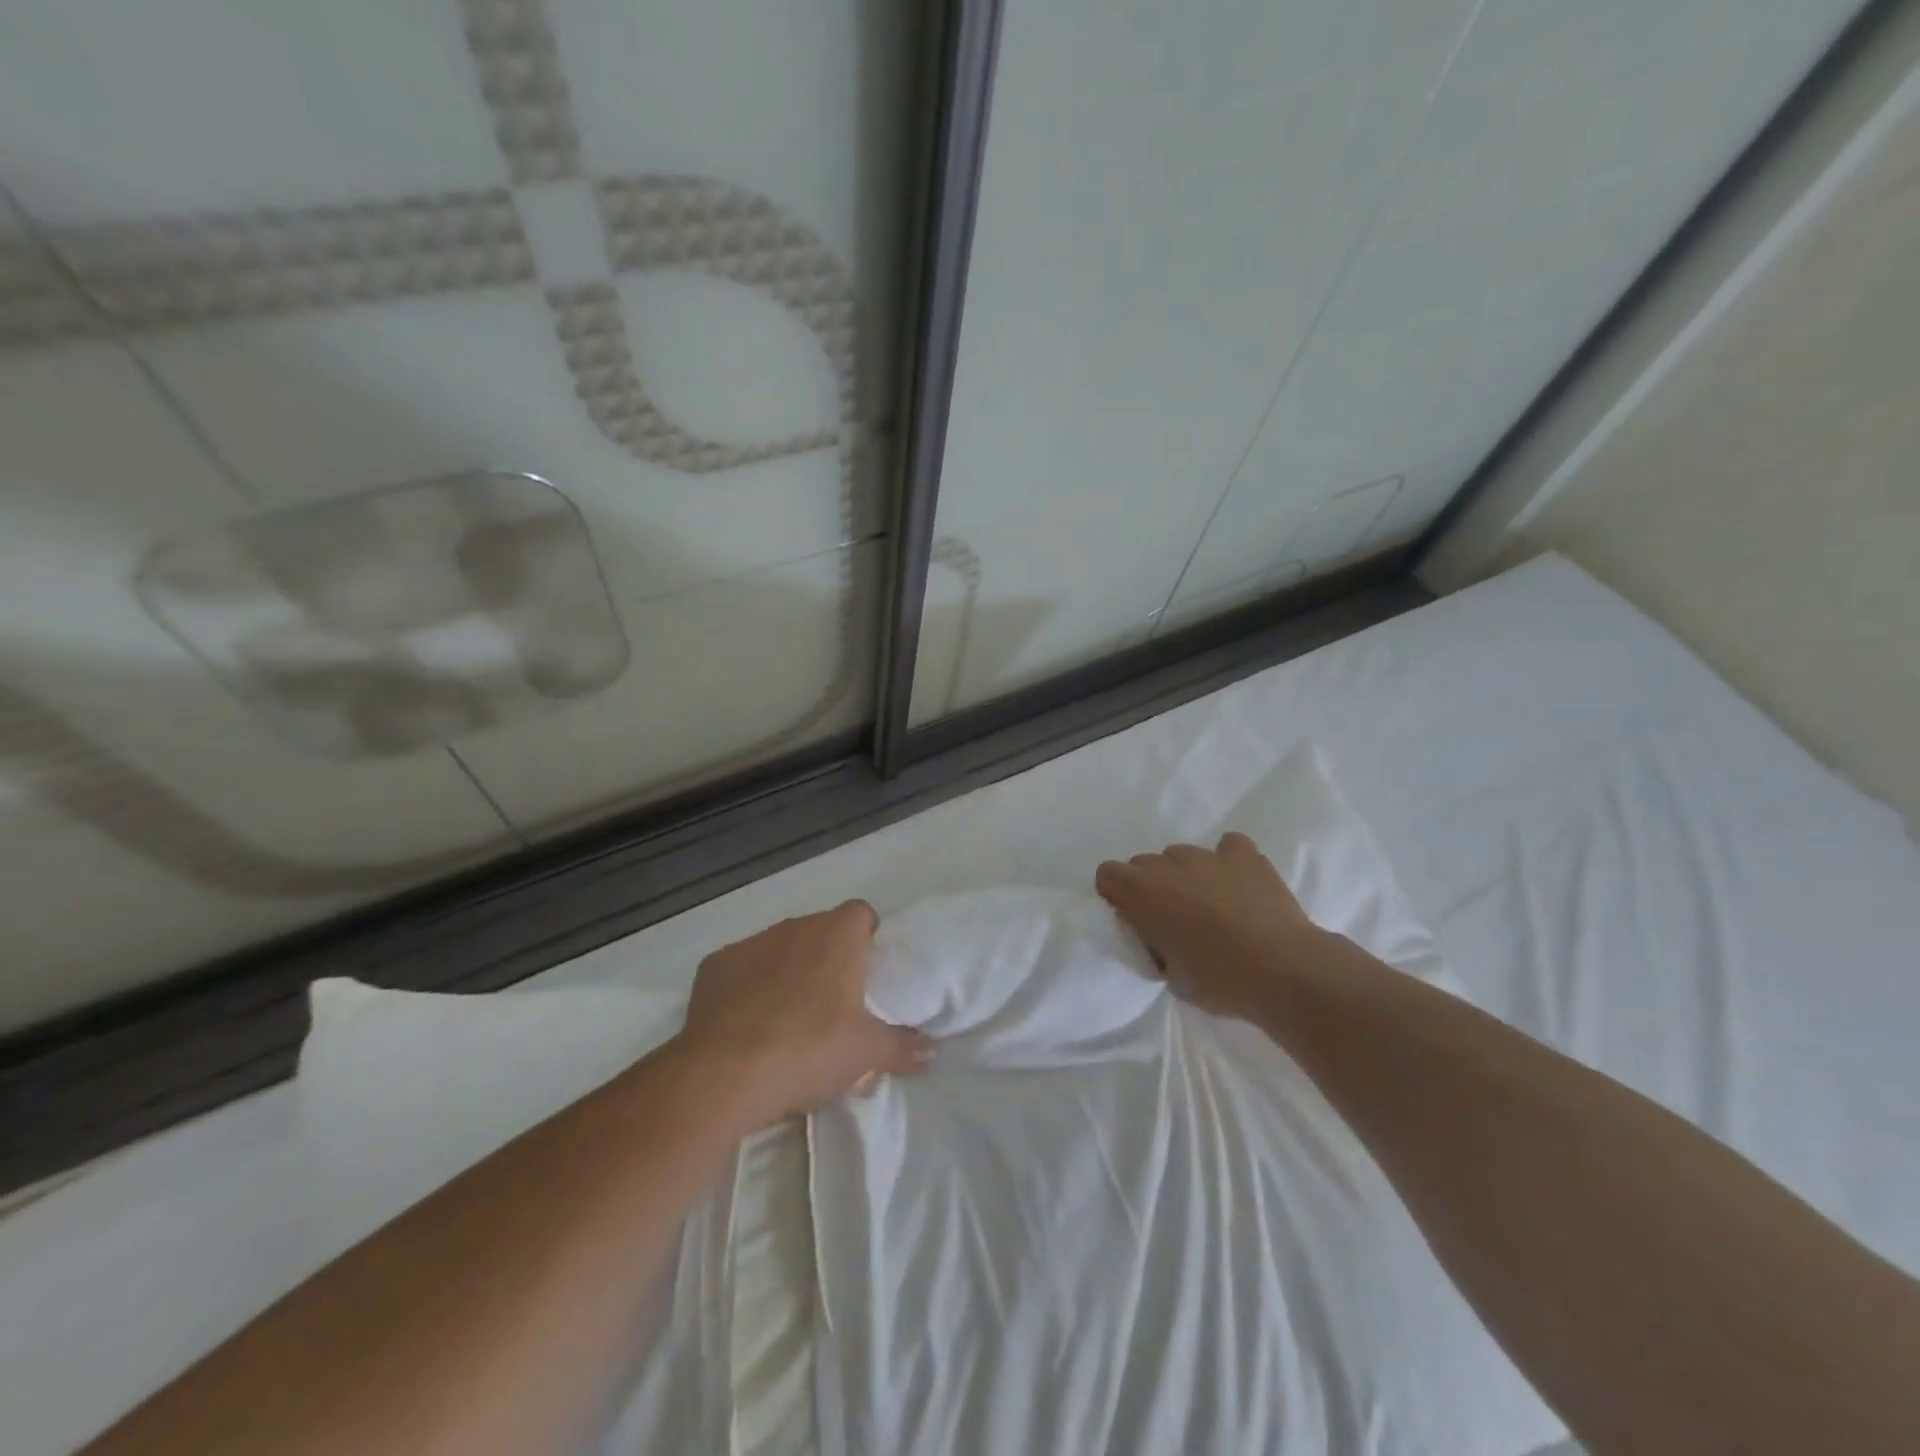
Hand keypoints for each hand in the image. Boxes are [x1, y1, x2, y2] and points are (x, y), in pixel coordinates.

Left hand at [673, 900, 932, 1126]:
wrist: (724, 1074)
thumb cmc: (809, 1050)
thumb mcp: (866, 1054)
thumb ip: (902, 1046)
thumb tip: (932, 1050)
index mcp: (837, 935)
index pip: (861, 913)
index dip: (867, 936)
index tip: (868, 970)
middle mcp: (795, 927)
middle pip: (820, 930)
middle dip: (828, 957)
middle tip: (834, 1002)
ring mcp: (750, 943)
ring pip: (779, 947)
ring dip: (788, 970)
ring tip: (788, 1017)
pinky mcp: (713, 966)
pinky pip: (741, 968)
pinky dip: (747, 986)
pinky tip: (747, 1023)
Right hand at [1095, 832, 1321, 1023]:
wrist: (1284, 970)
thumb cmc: (1219, 980)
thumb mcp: (1169, 974)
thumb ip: (1154, 943)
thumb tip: (1159, 934)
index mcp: (1142, 892)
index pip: (1108, 874)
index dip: (1116, 895)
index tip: (1132, 919)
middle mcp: (1169, 864)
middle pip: (1144, 863)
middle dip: (1151, 886)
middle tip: (1172, 918)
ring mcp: (1208, 856)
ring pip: (1182, 855)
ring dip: (1186, 875)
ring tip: (1210, 905)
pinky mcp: (1245, 855)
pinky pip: (1228, 846)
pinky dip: (1228, 861)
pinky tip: (1238, 883)